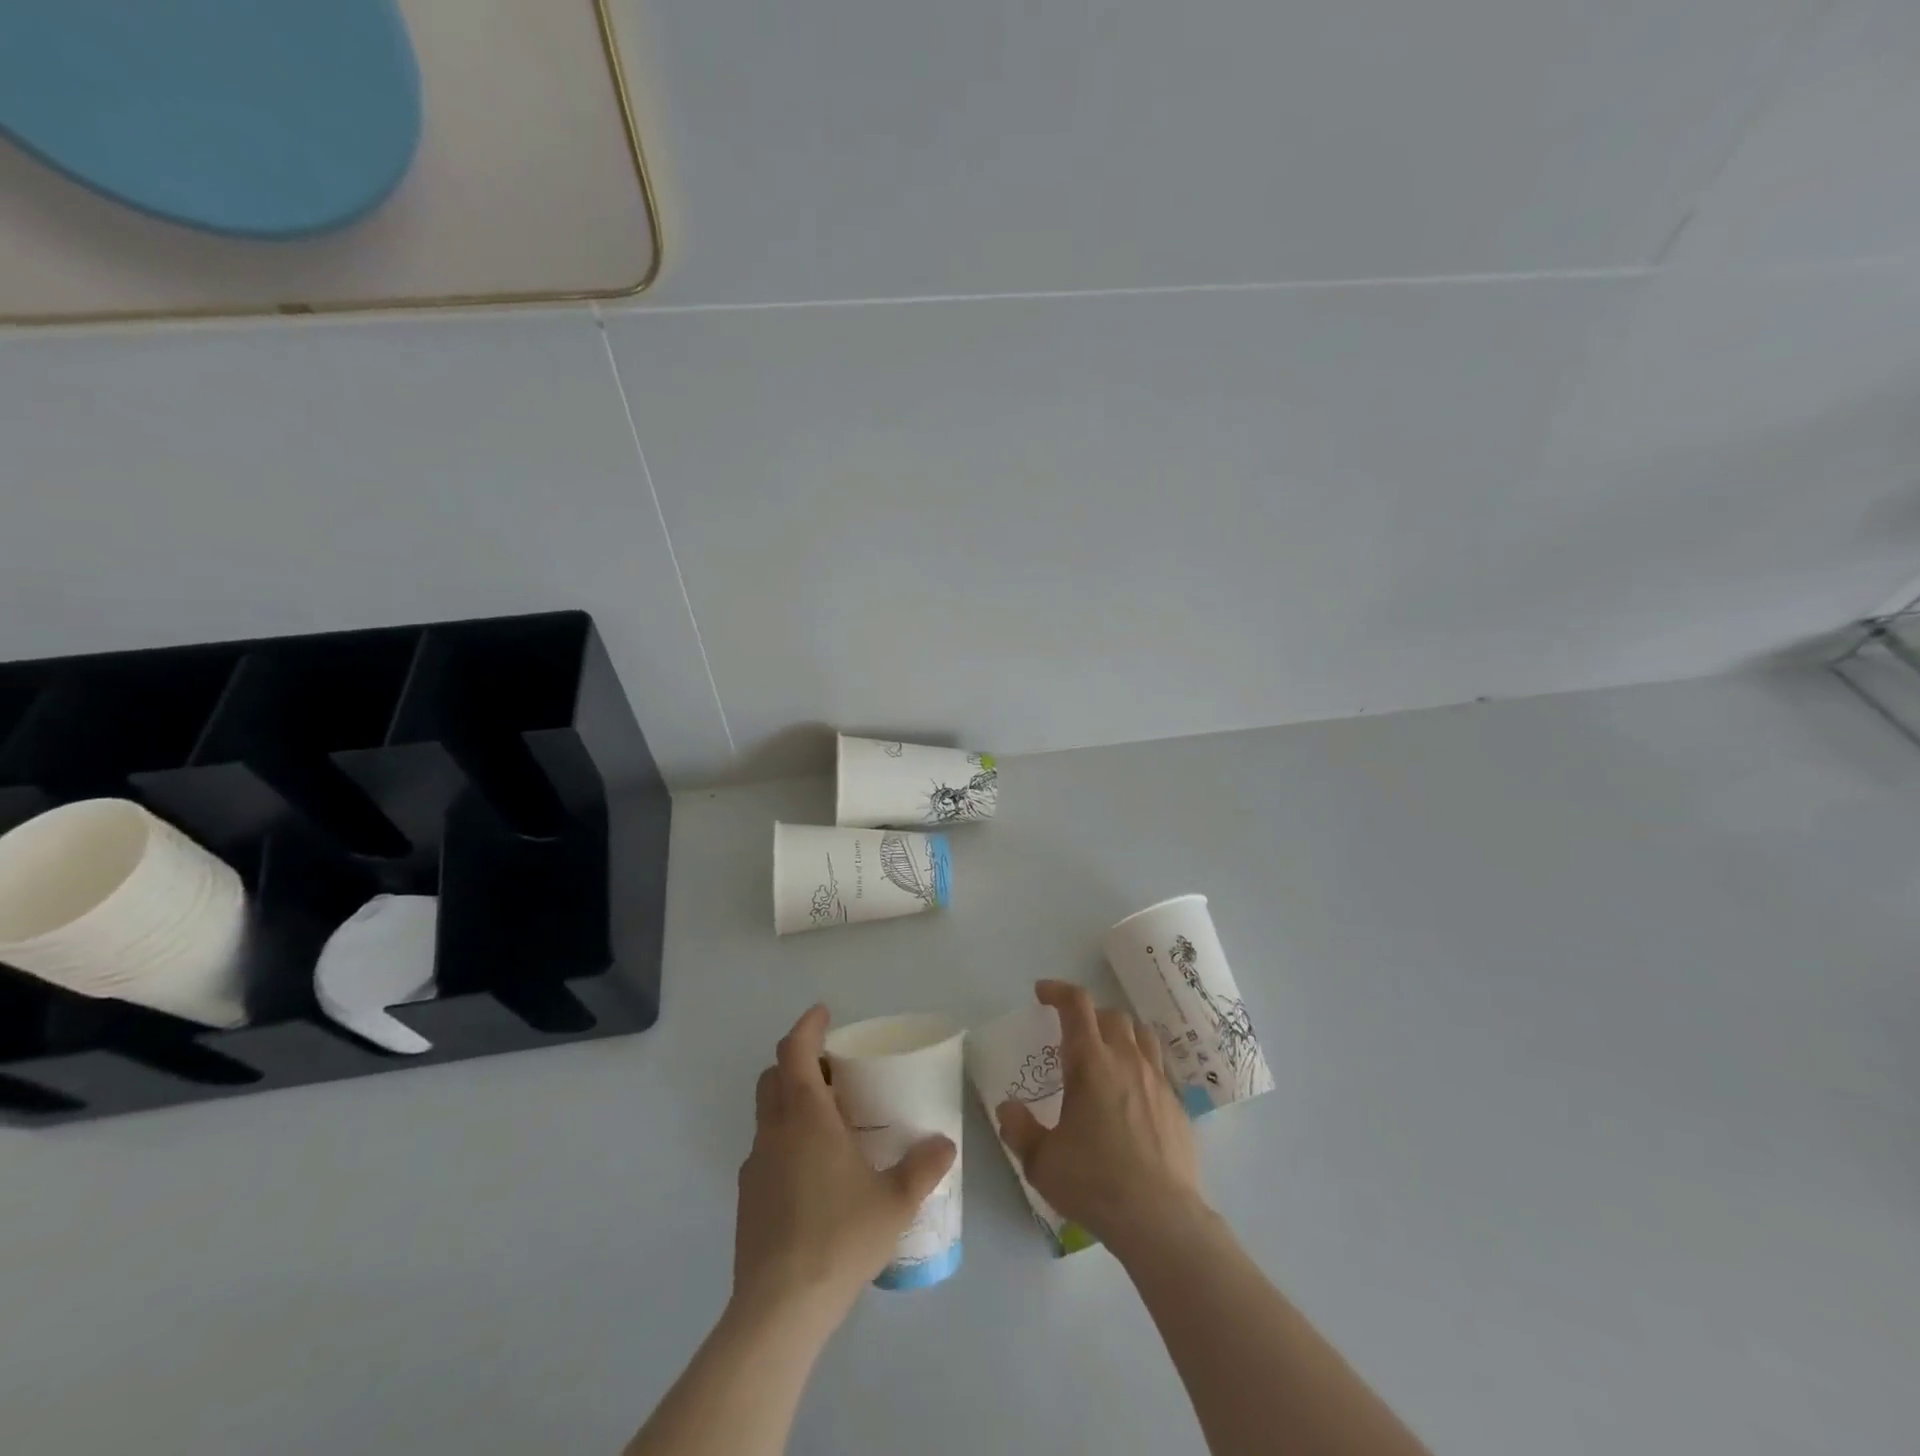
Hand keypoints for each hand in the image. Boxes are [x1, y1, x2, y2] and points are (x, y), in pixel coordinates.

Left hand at [732, 1005, 956, 1333]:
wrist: (778, 1309)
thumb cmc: (839, 1238)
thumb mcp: (895, 1202)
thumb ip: (923, 1168)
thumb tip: (945, 1144)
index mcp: (806, 1118)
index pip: (794, 1051)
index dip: (807, 1026)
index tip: (824, 1014)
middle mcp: (774, 1131)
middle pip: (774, 1077)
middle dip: (798, 1062)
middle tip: (832, 1070)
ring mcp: (754, 1166)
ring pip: (767, 1114)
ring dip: (791, 1102)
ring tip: (829, 1123)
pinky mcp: (746, 1198)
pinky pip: (765, 1151)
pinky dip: (785, 1142)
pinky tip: (813, 1174)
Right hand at [996, 980, 1203, 1254]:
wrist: (1160, 1218)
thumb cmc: (1095, 1183)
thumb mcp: (1042, 1161)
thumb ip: (1020, 1129)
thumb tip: (1008, 1108)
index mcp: (1091, 1063)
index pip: (1076, 1005)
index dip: (1058, 991)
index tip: (1042, 992)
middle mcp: (1126, 1060)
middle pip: (1111, 1015)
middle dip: (1088, 1014)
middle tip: (1071, 1033)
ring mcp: (1157, 1081)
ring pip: (1141, 1035)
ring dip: (1120, 1033)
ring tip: (1106, 1053)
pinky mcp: (1178, 1106)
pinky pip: (1158, 1068)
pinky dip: (1141, 1066)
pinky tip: (1132, 1095)